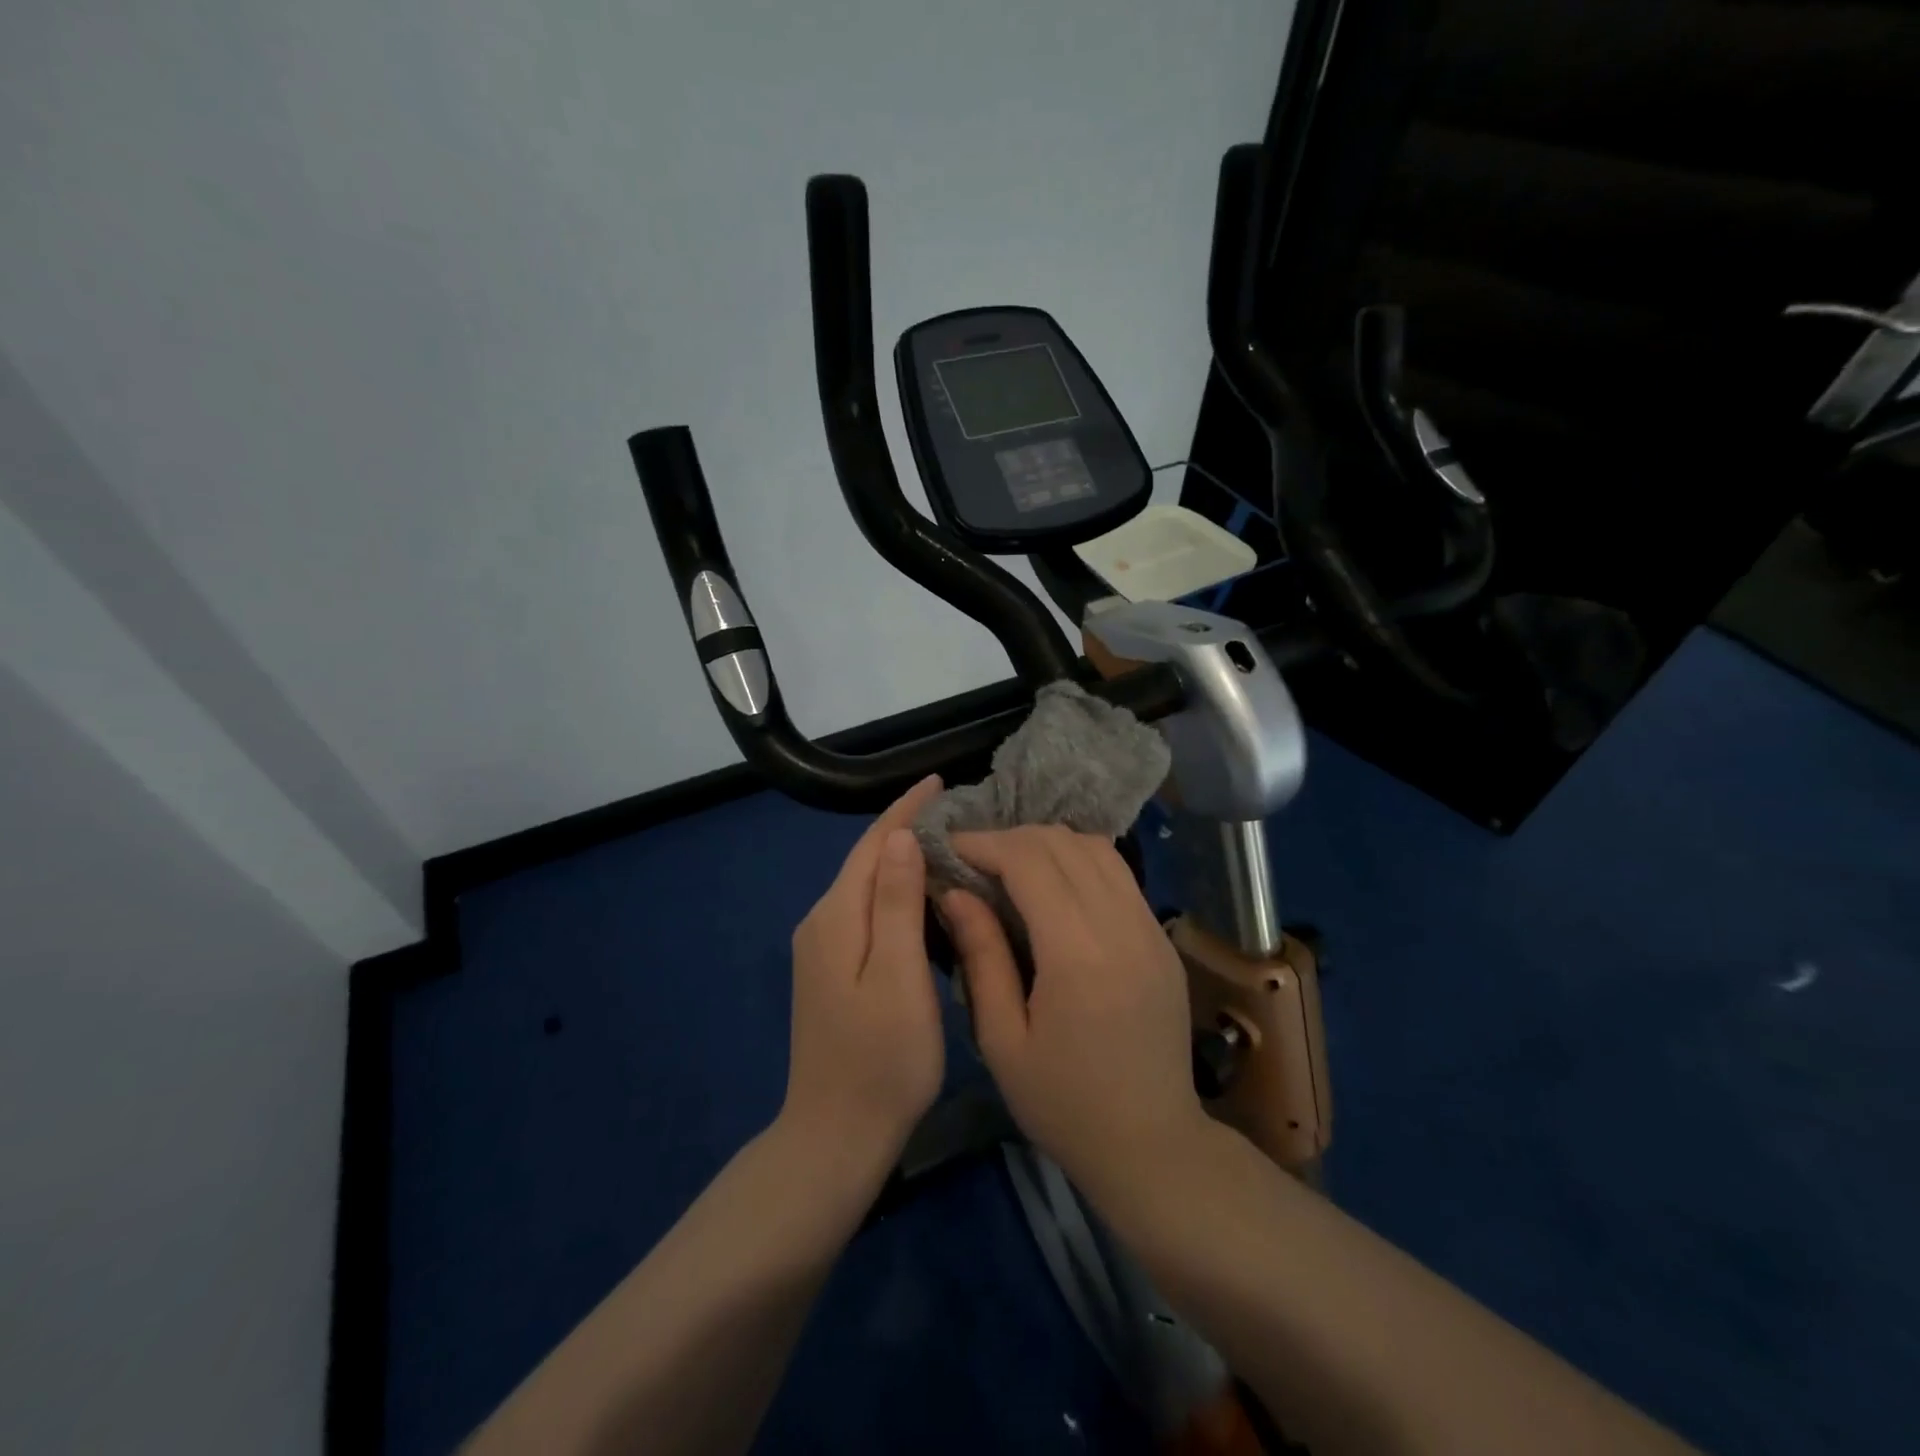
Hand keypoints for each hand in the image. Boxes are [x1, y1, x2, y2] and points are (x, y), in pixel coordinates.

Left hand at [781, 775, 945, 1176]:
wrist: (835, 1135)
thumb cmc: (881, 1059)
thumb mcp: (898, 976)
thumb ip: (896, 904)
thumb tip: (899, 837)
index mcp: (837, 918)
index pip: (872, 845)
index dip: (904, 810)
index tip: (937, 781)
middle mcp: (821, 923)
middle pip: (866, 862)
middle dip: (904, 830)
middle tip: (954, 813)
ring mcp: (821, 949)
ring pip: (866, 887)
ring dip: (900, 861)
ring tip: (946, 845)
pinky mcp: (830, 970)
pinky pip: (865, 912)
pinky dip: (894, 893)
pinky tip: (921, 897)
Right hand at [941, 827, 1207, 1197]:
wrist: (1153, 1146)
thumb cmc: (1064, 1105)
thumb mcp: (1003, 1040)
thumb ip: (981, 956)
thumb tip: (955, 891)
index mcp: (1078, 955)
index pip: (1029, 861)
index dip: (984, 843)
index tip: (949, 847)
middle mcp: (1121, 926)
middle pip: (1063, 844)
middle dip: (1011, 838)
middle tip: (973, 859)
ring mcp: (1150, 928)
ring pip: (1096, 848)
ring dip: (1047, 844)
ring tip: (1010, 865)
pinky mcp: (1162, 937)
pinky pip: (1119, 874)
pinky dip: (1079, 861)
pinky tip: (1053, 885)